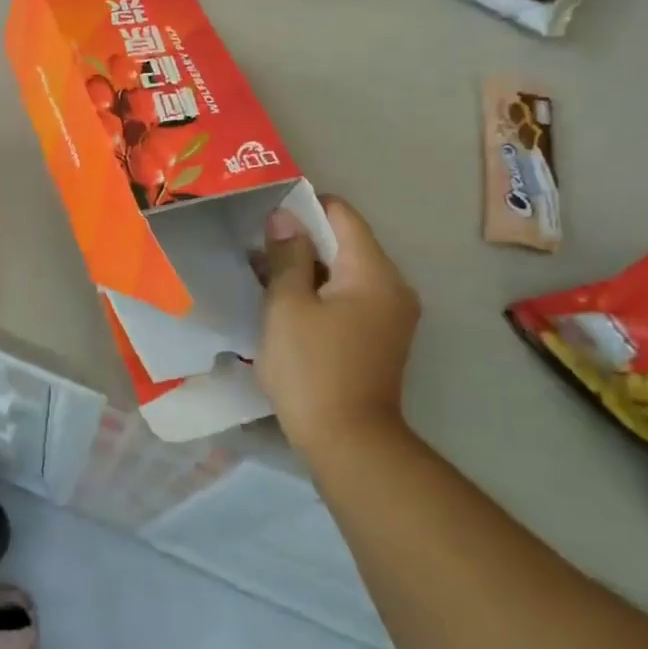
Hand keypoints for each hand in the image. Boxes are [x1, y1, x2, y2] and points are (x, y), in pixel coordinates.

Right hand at [256, 195, 418, 457]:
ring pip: (343, 273)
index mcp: (373, 272)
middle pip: (345, 243)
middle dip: (301, 239)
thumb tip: (285, 217)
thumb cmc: (312, 368)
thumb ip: (287, 256)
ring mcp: (389, 315)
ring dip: (306, 268)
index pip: (342, 215)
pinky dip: (318, 293)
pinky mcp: (379, 339)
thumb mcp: (288, 306)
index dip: (304, 205)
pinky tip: (284, 304)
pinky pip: (348, 298)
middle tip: (255, 245)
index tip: (266, 212)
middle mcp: (392, 287)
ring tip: (262, 274)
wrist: (348, 443)